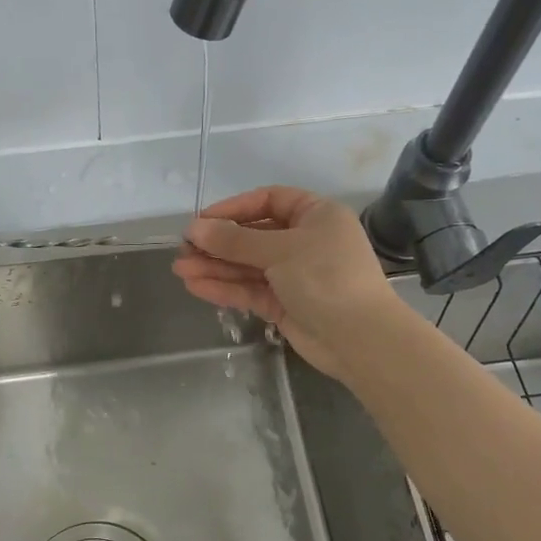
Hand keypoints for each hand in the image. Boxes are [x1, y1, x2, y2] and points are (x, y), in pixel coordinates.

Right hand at [173, 186, 405, 377]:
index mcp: (316, 215)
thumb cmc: (326, 277)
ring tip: (180, 269)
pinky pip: (251, 290)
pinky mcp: (286, 304)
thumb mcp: (279, 251)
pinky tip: (196, 286)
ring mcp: (295, 274)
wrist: (360, 339)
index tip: (201, 221)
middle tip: (183, 249)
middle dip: (218, 243)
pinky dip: (226, 288)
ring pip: (248, 266)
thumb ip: (234, 241)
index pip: (268, 201)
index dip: (233, 208)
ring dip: (216, 267)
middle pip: (253, 236)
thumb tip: (194, 229)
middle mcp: (305, 241)